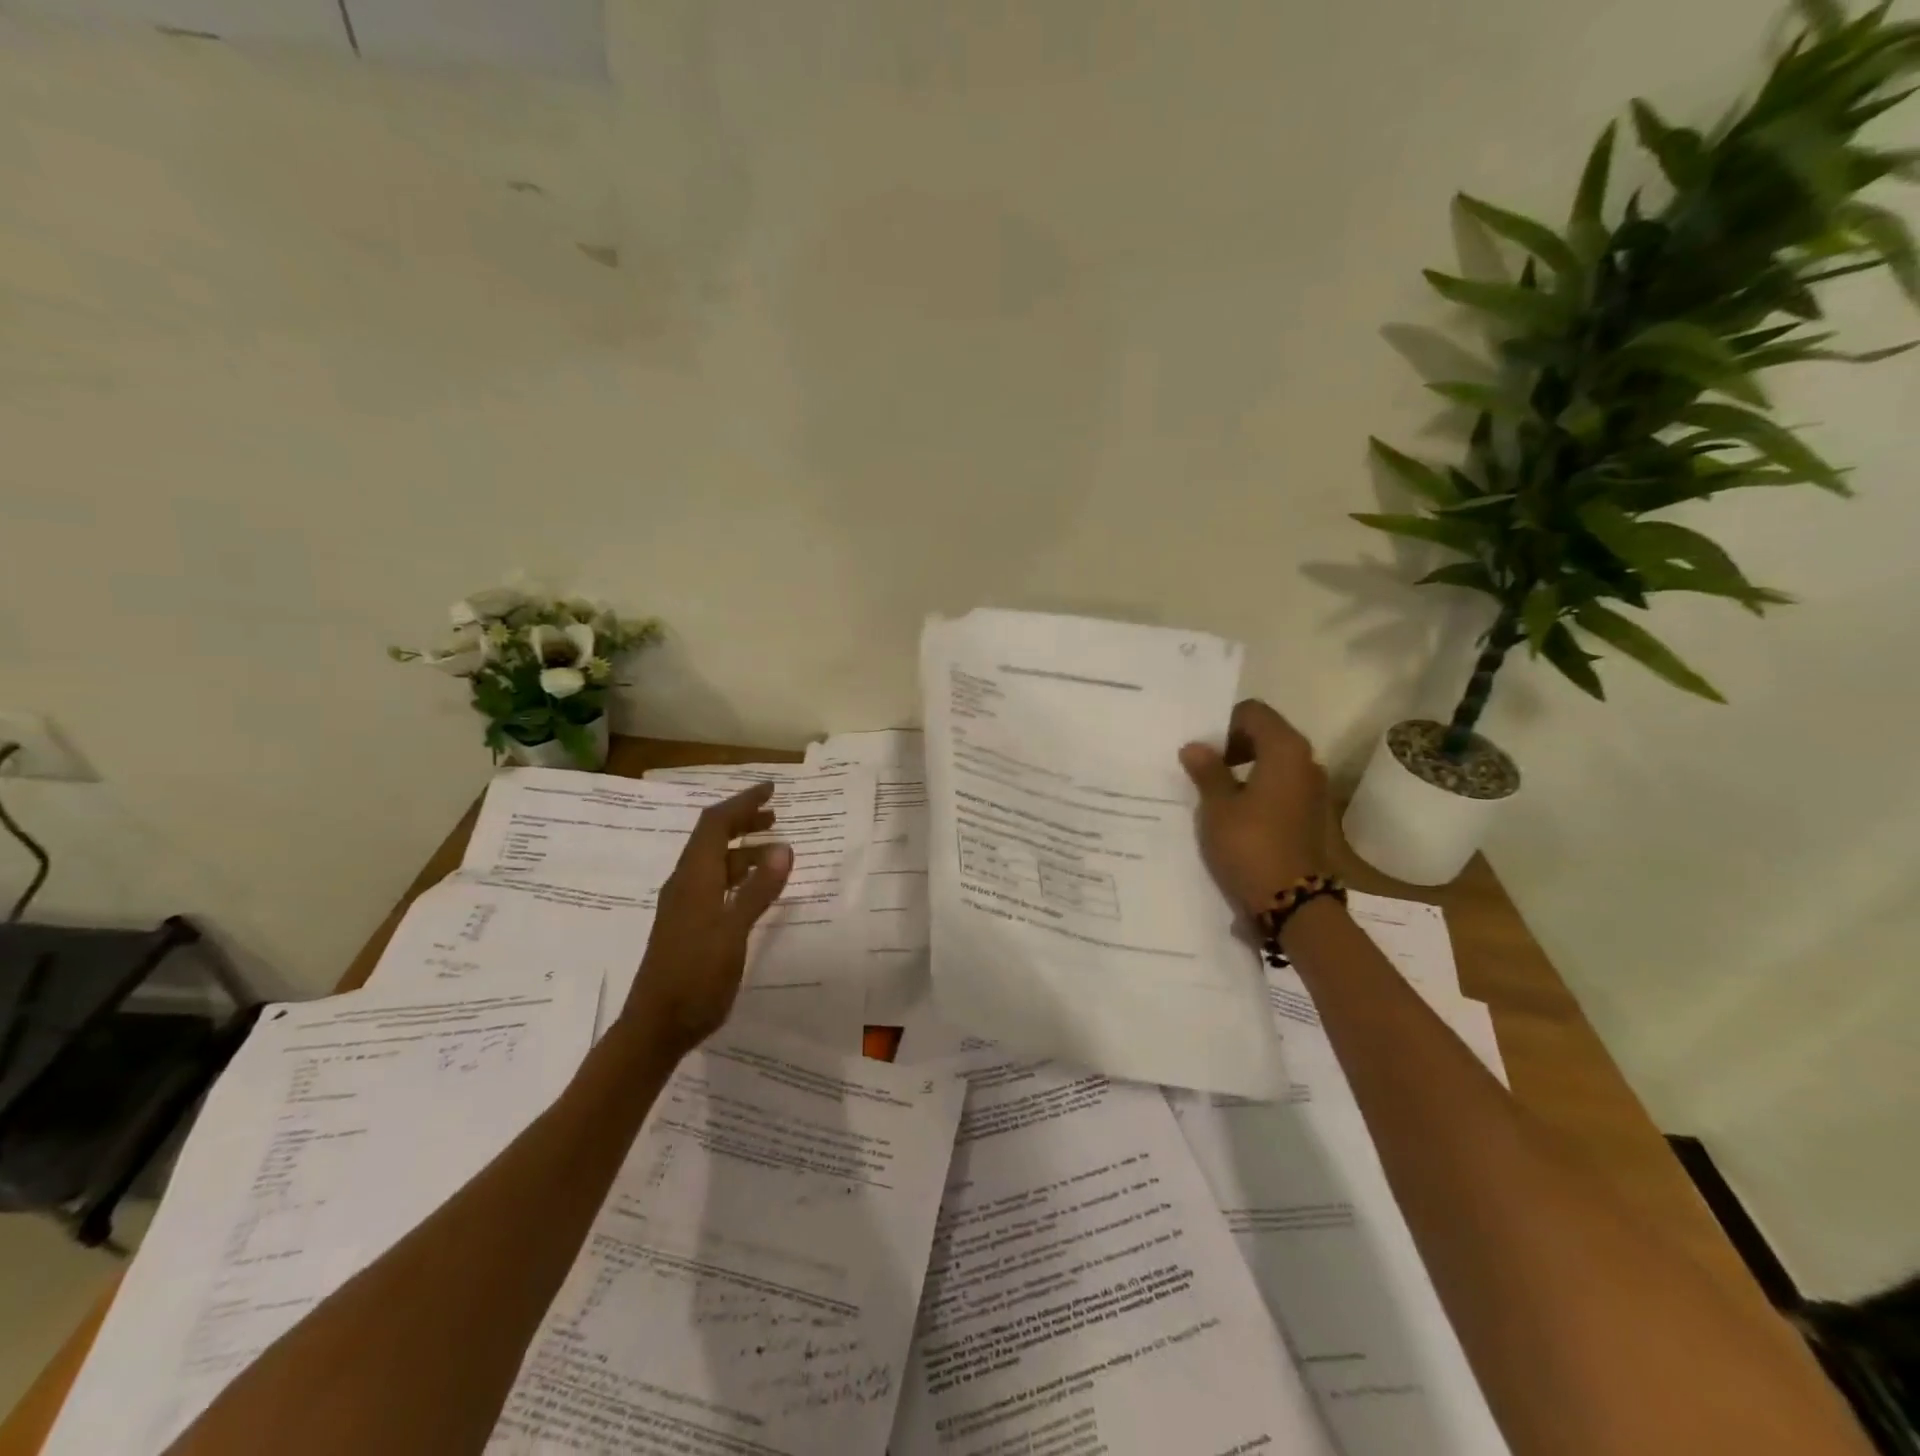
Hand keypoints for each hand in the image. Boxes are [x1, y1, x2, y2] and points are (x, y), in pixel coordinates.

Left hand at [620, 783, 792, 1056]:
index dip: (742, 802)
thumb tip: (783, 847)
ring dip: (742, 849)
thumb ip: (758, 890)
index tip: (771, 789)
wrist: (655, 1027)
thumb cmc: (695, 978)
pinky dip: (738, 875)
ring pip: (713, 863)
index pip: (715, 824)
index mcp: (693, 879)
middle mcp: (685, 884)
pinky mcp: (688, 925)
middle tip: (776, 815)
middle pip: (712, 838)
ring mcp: (684, 906)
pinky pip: (714, 884)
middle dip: (743, 821)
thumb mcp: (733, 933)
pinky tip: (755, 889)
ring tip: (774, 851)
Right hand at [1180, 699, 1330, 917]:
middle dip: (1232, 745)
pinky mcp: (1310, 815)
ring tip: (1212, 791)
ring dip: (1243, 769)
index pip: (1253, 712)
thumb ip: (1207, 771)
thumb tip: (1195, 747)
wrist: (1292, 902)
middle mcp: (1306, 762)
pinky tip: (1232, 811)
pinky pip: (1279, 787)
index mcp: (1285, 750)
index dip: (1224, 723)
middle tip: (1200, 767)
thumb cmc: (1250, 845)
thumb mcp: (1218, 806)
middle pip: (1266, 734)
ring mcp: (1312, 790)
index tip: (1201, 748)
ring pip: (1273, 762)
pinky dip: (1256, 789)